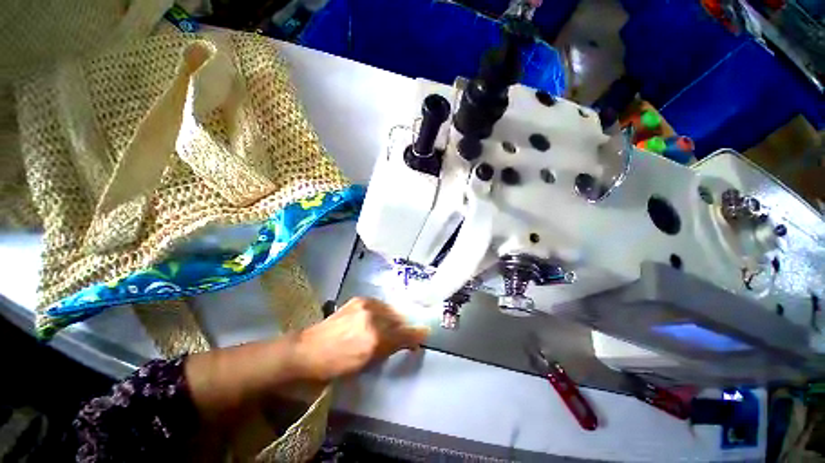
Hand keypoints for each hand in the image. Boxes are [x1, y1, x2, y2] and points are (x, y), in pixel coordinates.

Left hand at [295, 297, 429, 379]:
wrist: (309, 349)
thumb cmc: (336, 366)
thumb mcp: (366, 364)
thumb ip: (389, 350)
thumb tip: (407, 343)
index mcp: (375, 340)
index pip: (403, 334)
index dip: (416, 335)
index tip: (424, 334)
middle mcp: (373, 318)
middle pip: (398, 319)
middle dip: (404, 327)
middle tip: (405, 334)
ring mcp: (365, 305)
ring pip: (390, 310)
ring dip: (393, 318)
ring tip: (389, 326)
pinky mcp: (359, 299)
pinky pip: (379, 304)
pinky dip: (382, 312)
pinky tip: (377, 318)